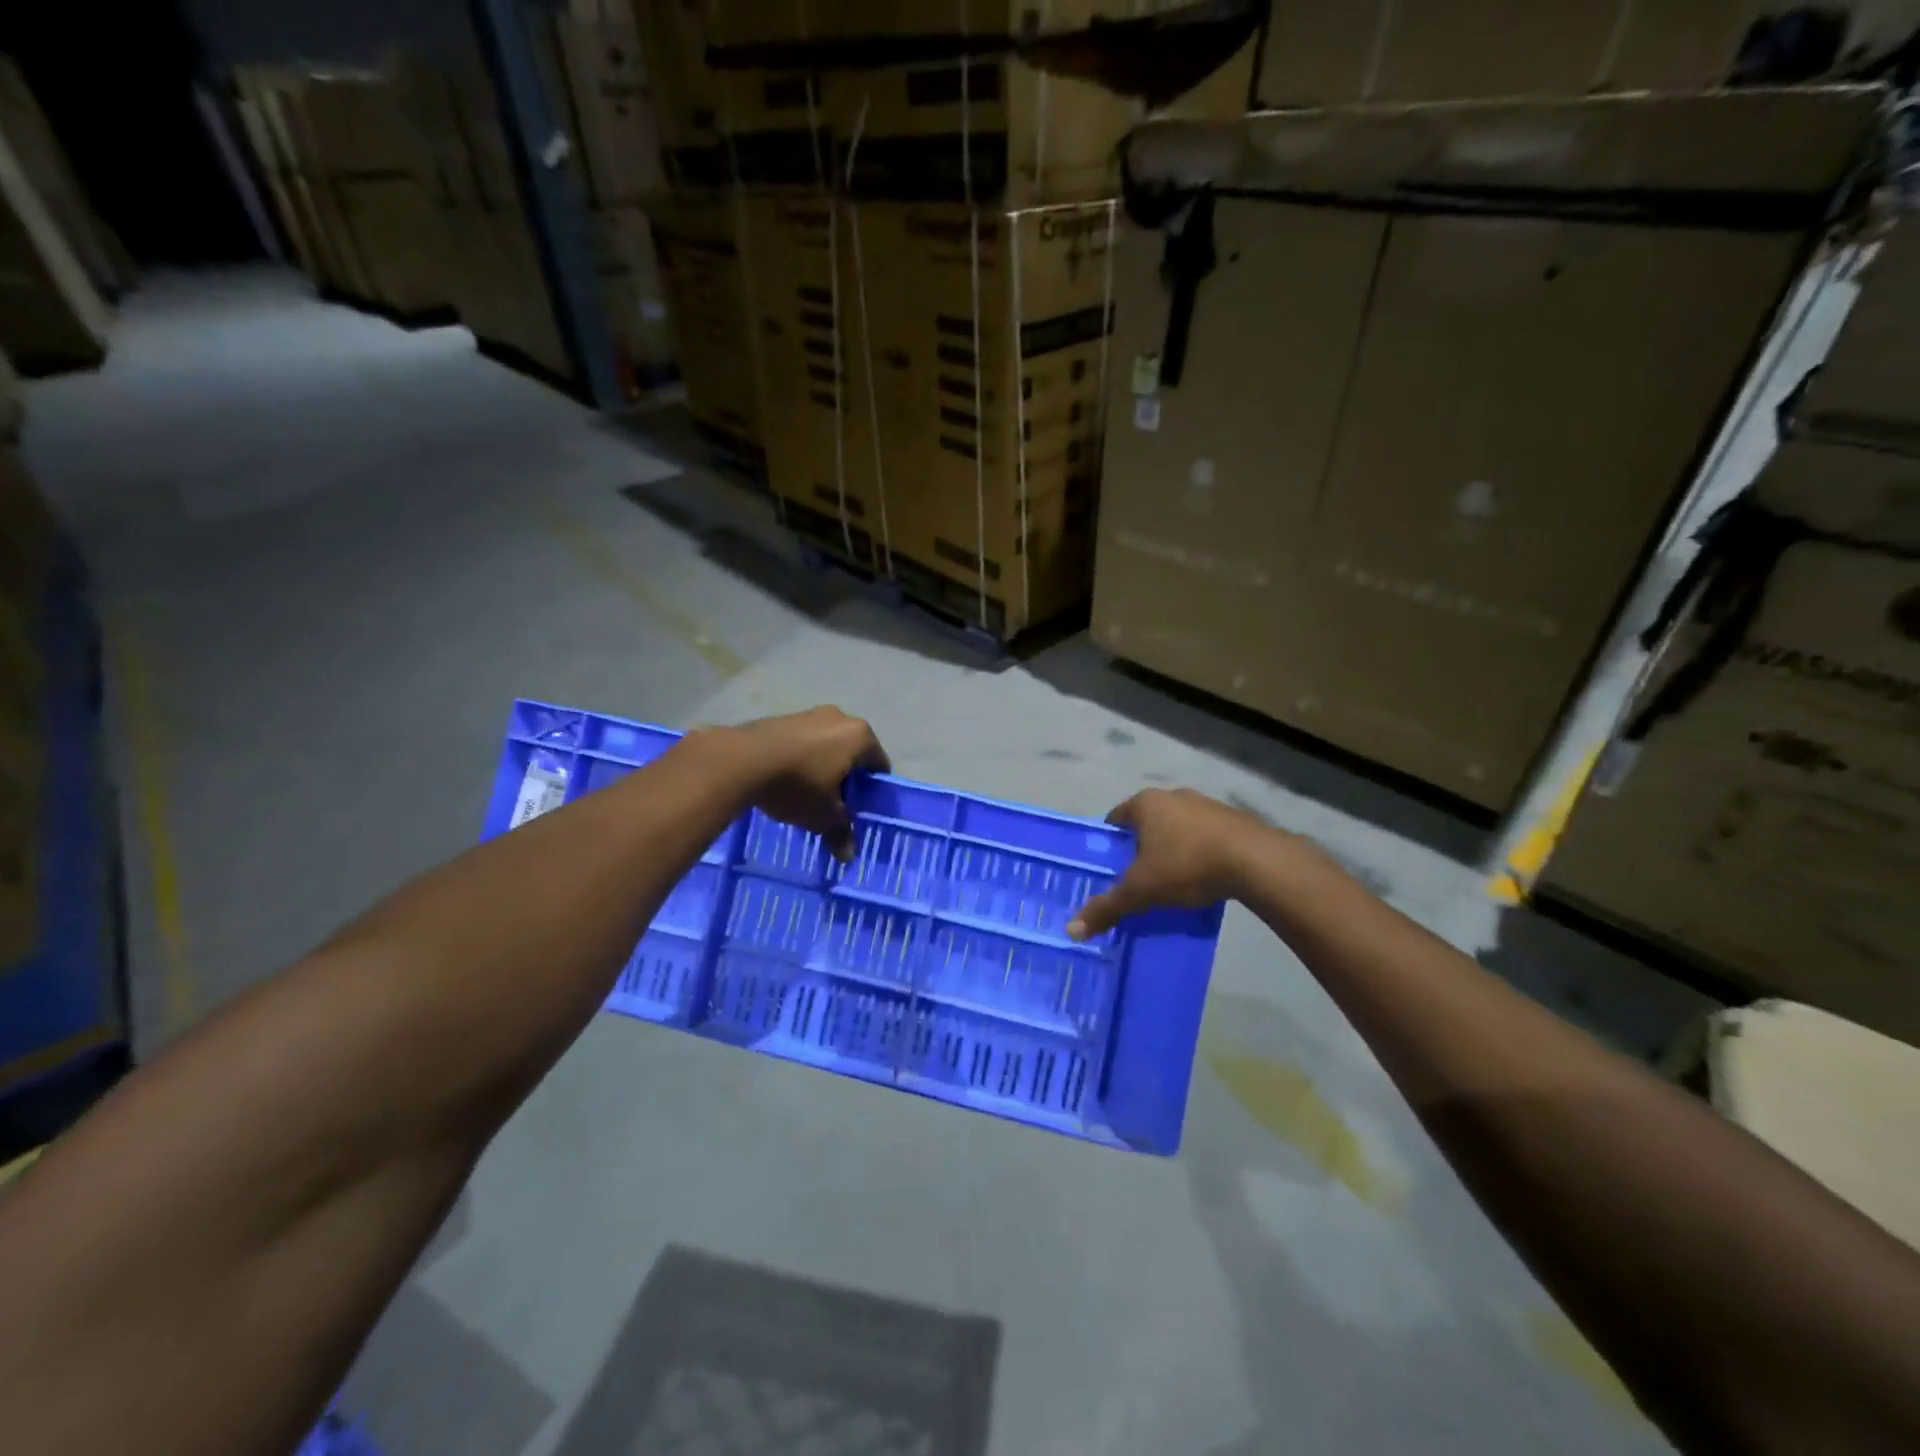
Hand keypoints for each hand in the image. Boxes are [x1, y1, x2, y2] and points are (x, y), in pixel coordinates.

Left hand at [710, 707, 889, 861]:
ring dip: (822, 767)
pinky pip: (802, 742)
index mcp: (860, 736)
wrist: (741, 761)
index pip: (879, 765)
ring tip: (808, 794)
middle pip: (852, 753)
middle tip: (836, 804)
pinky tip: (786, 780)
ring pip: (826, 746)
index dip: (873, 791)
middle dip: (846, 778)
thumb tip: (848, 856)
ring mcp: (809, 714)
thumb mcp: (823, 816)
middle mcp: (840, 718)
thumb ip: (841, 832)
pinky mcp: (782, 717)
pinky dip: (801, 759)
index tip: (861, 809)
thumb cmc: (797, 785)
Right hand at [1068, 789, 1271, 939]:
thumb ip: (1107, 907)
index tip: (1111, 868)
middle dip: (1140, 847)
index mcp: (1145, 803)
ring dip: (1171, 848)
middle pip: (1145, 822)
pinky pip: (1203, 834)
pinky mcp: (1231, 818)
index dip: (1109, 844)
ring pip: (1176, 827)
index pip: (1114, 819)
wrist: (1255, 860)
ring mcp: (1204, 803)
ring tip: (1171, 880)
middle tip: (1138, 878)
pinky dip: (1197, 851)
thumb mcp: (1141, 890)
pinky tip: (1202, 876)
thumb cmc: (1187, 865)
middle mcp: (1172, 795)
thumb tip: (1071, 930)